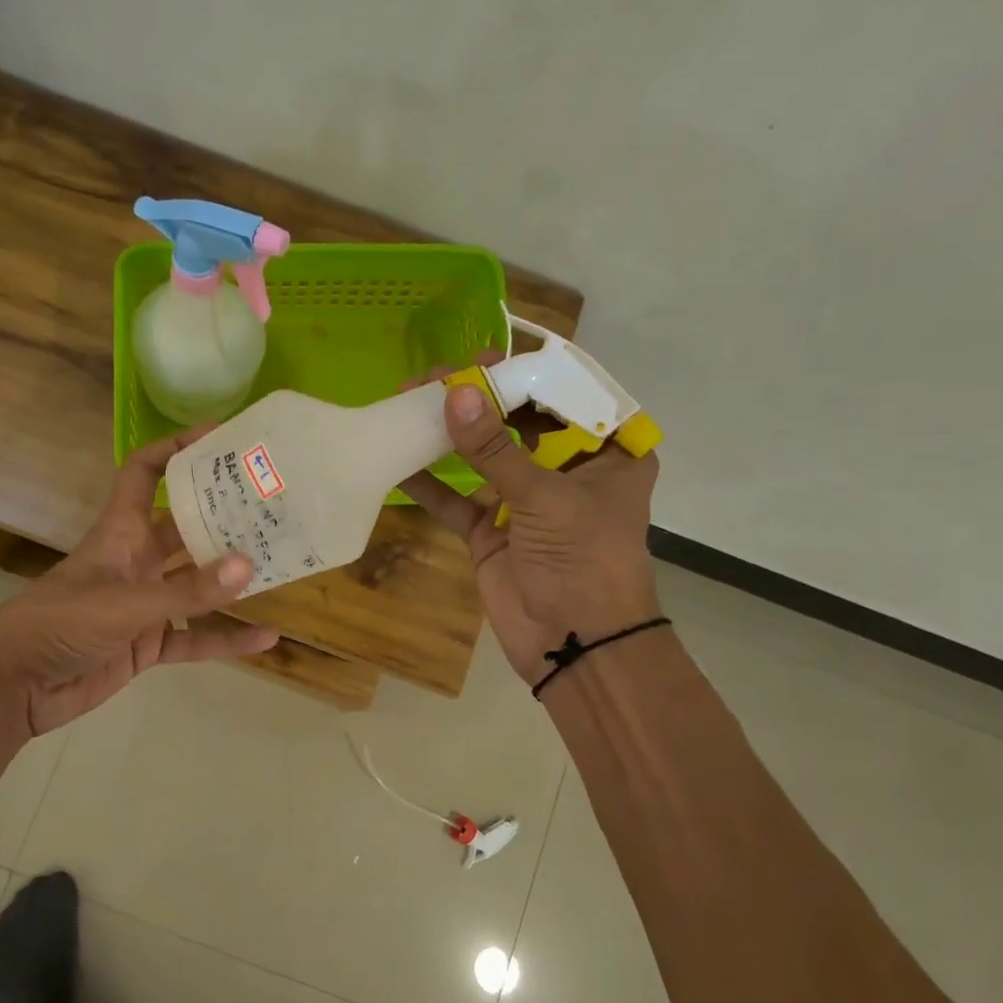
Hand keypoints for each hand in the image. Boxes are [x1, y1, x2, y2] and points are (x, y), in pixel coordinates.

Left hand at [0, 433, 279, 734]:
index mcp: (119, 533)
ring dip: (232, 579)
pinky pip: (195, 636)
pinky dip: (226, 639)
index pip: (144, 472)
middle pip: (185, 527)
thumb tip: (247, 566)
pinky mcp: (147, 643)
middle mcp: (135, 561)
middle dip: (224, 516)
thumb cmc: (58, 624)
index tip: (221, 437)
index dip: (176, 449)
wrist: (15, 686)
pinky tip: (266, 638)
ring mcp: (143, 603)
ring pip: (197, 585)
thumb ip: (185, 590)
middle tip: (273, 504)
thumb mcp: (123, 603)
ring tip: (280, 565)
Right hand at [398, 364, 660, 685]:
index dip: (524, 373)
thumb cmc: (584, 560)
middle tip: (434, 376)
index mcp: (605, 452)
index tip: (480, 358)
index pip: (565, 395)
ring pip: (484, 455)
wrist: (574, 644)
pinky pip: (457, 498)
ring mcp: (525, 500)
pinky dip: (429, 484)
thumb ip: (495, 448)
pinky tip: (398, 461)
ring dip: (449, 433)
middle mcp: (566, 468)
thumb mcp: (545, 498)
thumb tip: (452, 394)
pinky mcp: (492, 530)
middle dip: (478, 398)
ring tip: (409, 402)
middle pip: (518, 420)